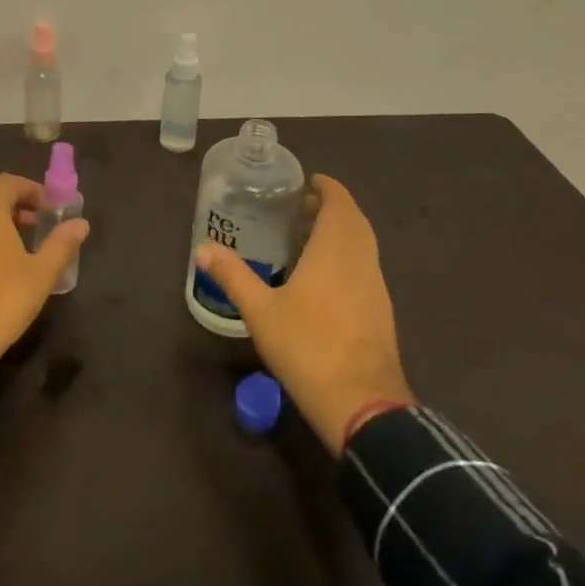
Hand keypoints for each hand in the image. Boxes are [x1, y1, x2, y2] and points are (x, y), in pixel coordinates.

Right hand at [195, 174, 412, 453]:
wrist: (362, 404)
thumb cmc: (308, 346)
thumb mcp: (260, 311)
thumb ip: (233, 275)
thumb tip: (203, 249)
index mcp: (335, 250)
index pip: (339, 203)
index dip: (327, 187)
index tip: (307, 182)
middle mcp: (361, 261)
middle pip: (354, 221)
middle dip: (332, 207)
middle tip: (300, 207)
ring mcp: (376, 288)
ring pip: (363, 245)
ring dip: (341, 233)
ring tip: (307, 237)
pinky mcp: (381, 312)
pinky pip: (365, 268)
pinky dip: (347, 257)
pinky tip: (323, 277)